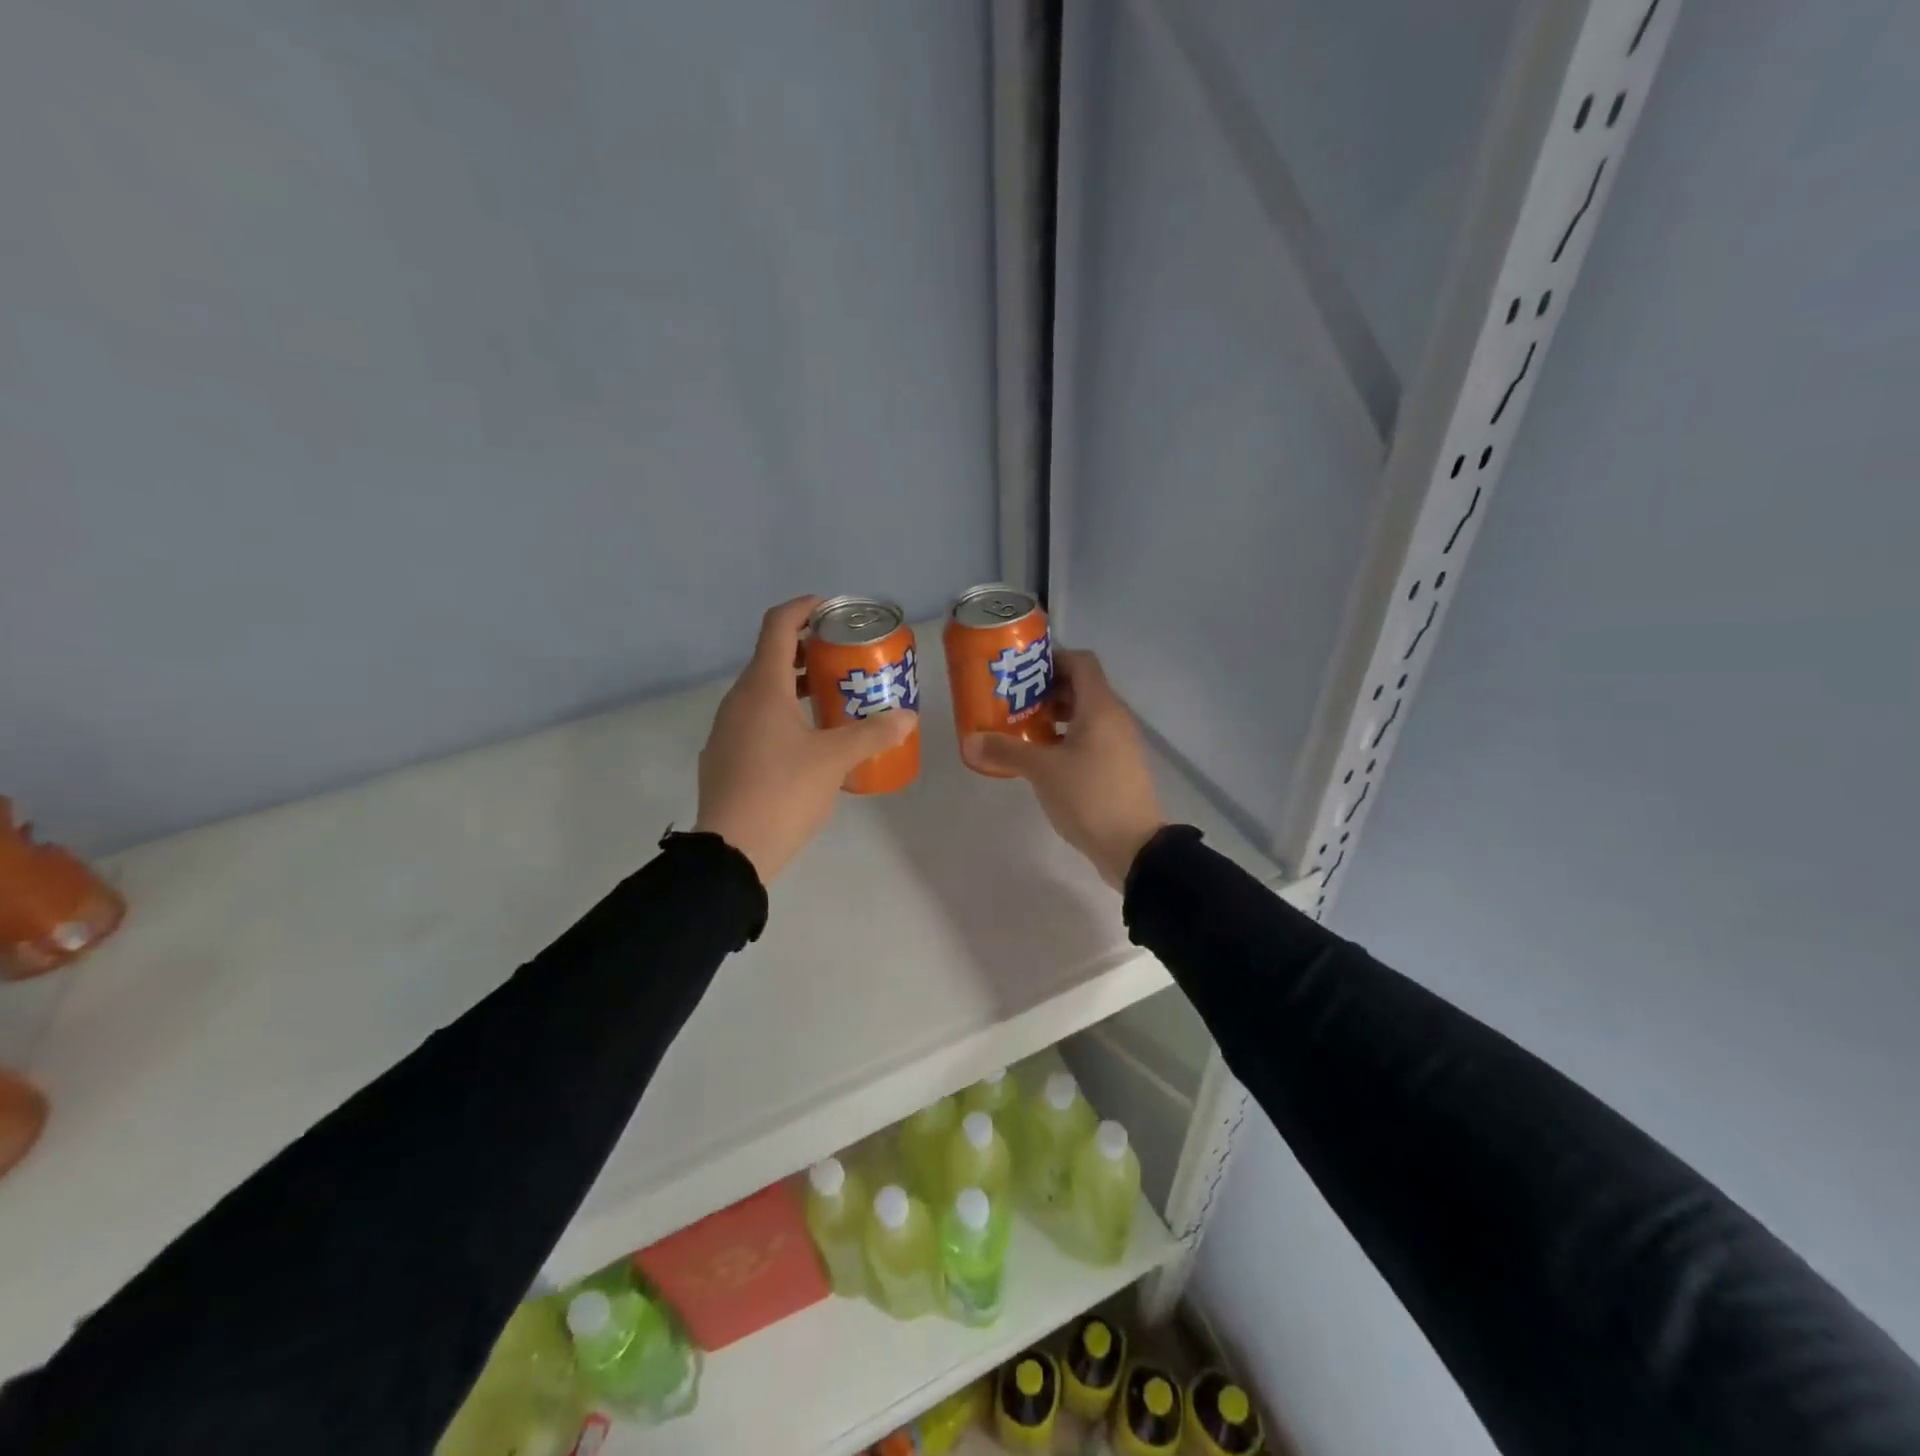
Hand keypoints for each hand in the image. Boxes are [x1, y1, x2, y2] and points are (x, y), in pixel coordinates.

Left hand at [694, 596, 916, 881]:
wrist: (731, 851)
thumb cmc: (784, 792)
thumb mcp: (835, 761)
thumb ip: (872, 735)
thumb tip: (907, 717)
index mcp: (762, 688)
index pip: (778, 626)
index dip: (802, 608)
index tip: (829, 607)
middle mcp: (738, 700)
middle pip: (770, 657)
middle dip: (806, 649)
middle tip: (841, 656)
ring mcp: (726, 729)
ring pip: (762, 691)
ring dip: (794, 684)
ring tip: (830, 696)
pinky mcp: (724, 756)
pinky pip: (754, 719)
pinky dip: (780, 713)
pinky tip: (805, 740)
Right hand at [962, 649, 1164, 889]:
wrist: (1134, 847)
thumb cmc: (1089, 797)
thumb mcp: (1042, 771)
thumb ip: (1006, 751)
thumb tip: (970, 741)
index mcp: (1100, 708)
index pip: (1080, 662)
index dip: (1052, 659)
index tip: (1021, 671)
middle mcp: (1114, 718)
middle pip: (1081, 687)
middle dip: (1046, 689)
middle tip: (1013, 701)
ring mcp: (1119, 743)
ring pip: (1085, 715)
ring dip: (1055, 716)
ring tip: (1023, 729)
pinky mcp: (1118, 766)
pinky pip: (1091, 738)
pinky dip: (1067, 738)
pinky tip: (1042, 758)